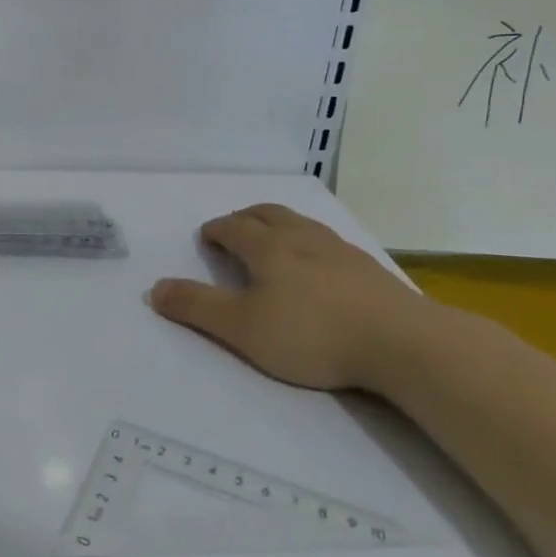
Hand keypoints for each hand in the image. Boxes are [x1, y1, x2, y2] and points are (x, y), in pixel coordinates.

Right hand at [148, 204, 432, 391]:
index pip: (233, 227)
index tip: (206, 236)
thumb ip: (196, 307)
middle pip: (267, 214)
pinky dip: (308, 243)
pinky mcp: (367, 269)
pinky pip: (327, 242)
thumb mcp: (242, 328)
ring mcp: (339, 250)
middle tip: (234, 228)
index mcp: (267, 247)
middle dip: (245, 217)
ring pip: (300, 224)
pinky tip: (317, 266)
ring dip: (278, 224)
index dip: (216, 230)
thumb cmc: (311, 333)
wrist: (401, 342)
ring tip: (273, 240)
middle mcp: (301, 237)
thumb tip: (154, 288)